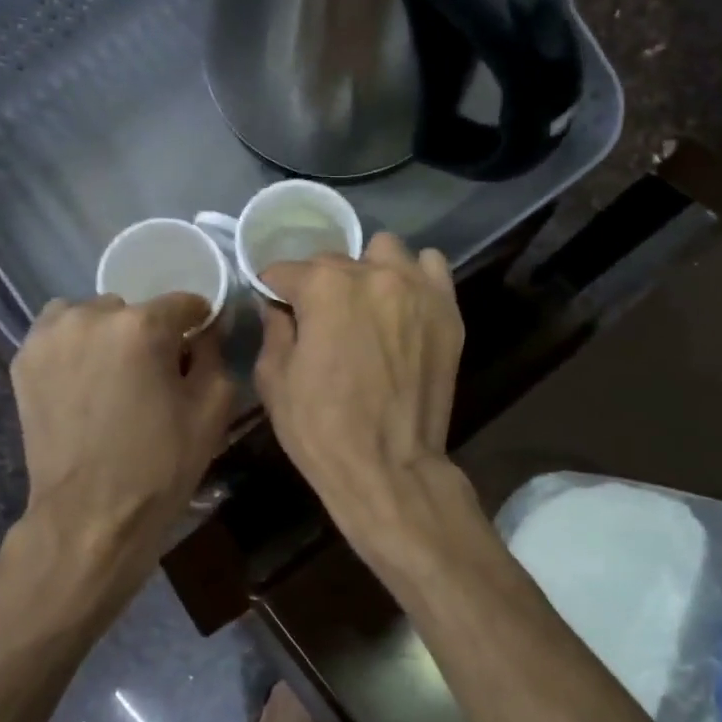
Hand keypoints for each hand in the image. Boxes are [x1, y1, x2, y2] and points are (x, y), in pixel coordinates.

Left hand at [12, 293, 235, 556]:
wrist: (90, 515)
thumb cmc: (160, 465)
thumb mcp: (212, 410)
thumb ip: (215, 355)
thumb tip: (205, 332)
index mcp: (142, 326)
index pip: (184, 302)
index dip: (198, 324)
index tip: (198, 349)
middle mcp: (90, 316)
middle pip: (134, 309)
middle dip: (147, 334)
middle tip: (151, 376)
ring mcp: (49, 336)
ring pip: (91, 316)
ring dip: (106, 335)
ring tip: (111, 376)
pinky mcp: (24, 360)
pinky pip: (58, 334)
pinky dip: (74, 348)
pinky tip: (83, 384)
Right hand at [253, 233, 463, 523]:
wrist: (390, 468)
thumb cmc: (322, 430)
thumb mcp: (275, 380)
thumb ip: (274, 328)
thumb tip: (278, 306)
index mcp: (324, 287)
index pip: (286, 270)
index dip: (274, 290)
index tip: (275, 307)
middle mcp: (373, 274)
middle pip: (335, 261)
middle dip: (319, 285)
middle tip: (319, 319)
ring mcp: (417, 289)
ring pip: (386, 252)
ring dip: (368, 270)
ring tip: (364, 305)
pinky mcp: (447, 311)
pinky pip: (431, 269)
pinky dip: (414, 278)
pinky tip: (402, 306)